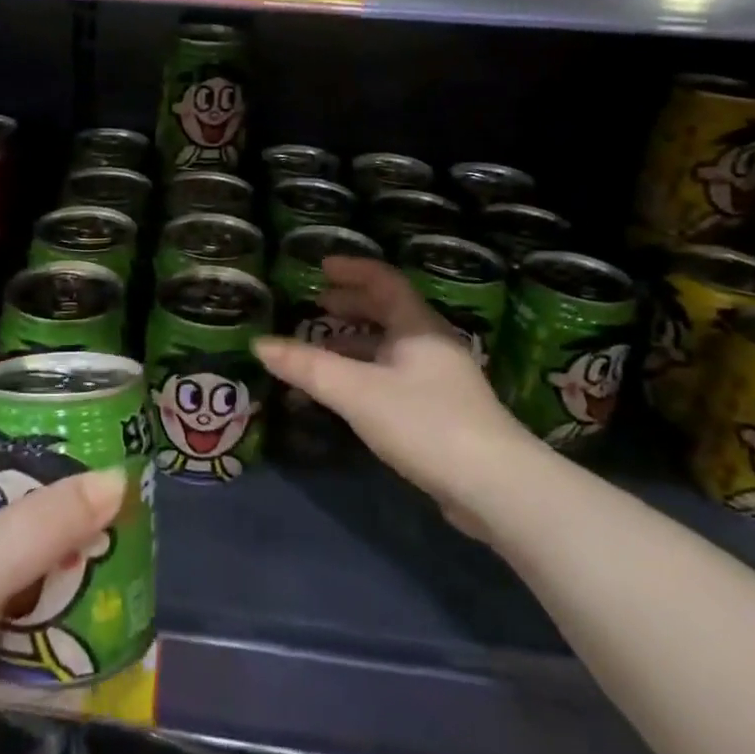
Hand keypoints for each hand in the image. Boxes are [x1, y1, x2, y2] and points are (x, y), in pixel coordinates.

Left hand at [0, 413, 124, 753]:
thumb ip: (44, 522)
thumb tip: (118, 478)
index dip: (13, 412)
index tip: (72, 408)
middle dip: (53, 485)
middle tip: (112, 479)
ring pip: (9, 551)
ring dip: (56, 547)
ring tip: (114, 536)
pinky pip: (10, 605)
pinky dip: (45, 602)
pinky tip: (88, 604)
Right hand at [255, 257, 527, 512]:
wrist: (495, 486)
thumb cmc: (424, 422)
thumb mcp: (357, 391)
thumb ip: (307, 367)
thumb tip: (259, 344)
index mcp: (418, 326)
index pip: (384, 280)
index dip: (352, 269)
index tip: (321, 267)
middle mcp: (431, 344)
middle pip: (388, 311)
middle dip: (351, 304)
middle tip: (316, 304)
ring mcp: (440, 379)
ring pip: (391, 346)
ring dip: (356, 341)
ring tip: (321, 346)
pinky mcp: (442, 411)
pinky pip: (394, 375)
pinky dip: (365, 371)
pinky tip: (347, 392)